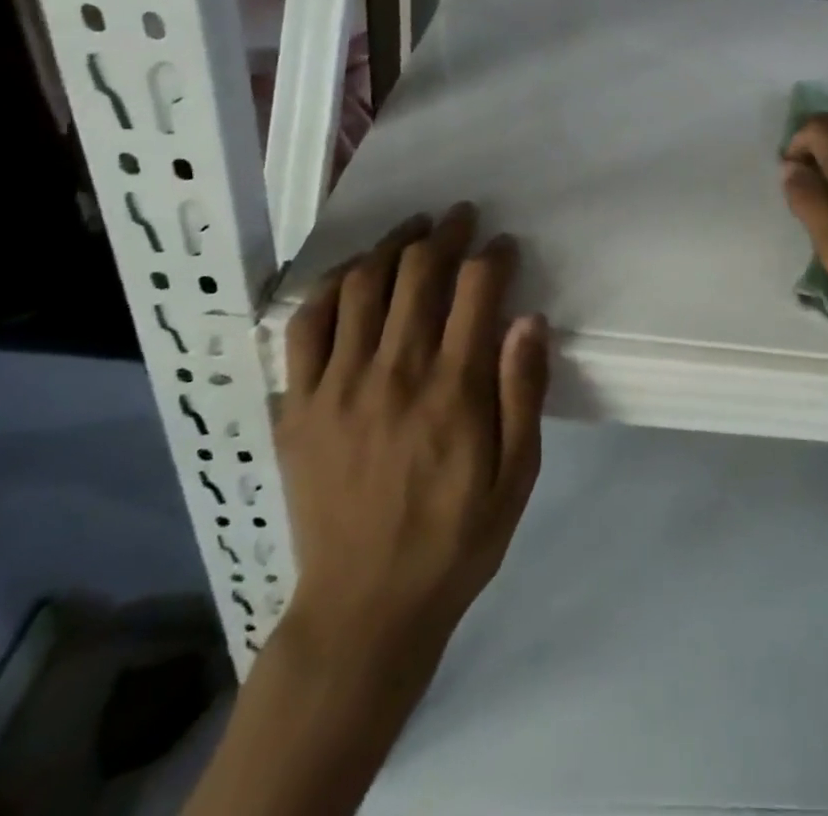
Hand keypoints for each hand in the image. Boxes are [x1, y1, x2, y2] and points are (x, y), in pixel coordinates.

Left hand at [273, 204, 548, 678]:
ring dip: (392, 245)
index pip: (475, 291)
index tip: (503, 246)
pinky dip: (331, 286)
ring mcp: (338, 386)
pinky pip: (306, 325)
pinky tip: (352, 273)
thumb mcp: (517, 475)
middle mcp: (394, 373)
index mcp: (453, 389)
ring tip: (412, 229)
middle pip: (418, 273)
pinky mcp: (298, 405)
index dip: (492, 256)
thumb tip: (528, 319)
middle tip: (460, 217)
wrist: (364, 609)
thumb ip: (523, 392)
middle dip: (445, 234)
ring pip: (363, 286)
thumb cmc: (455, 539)